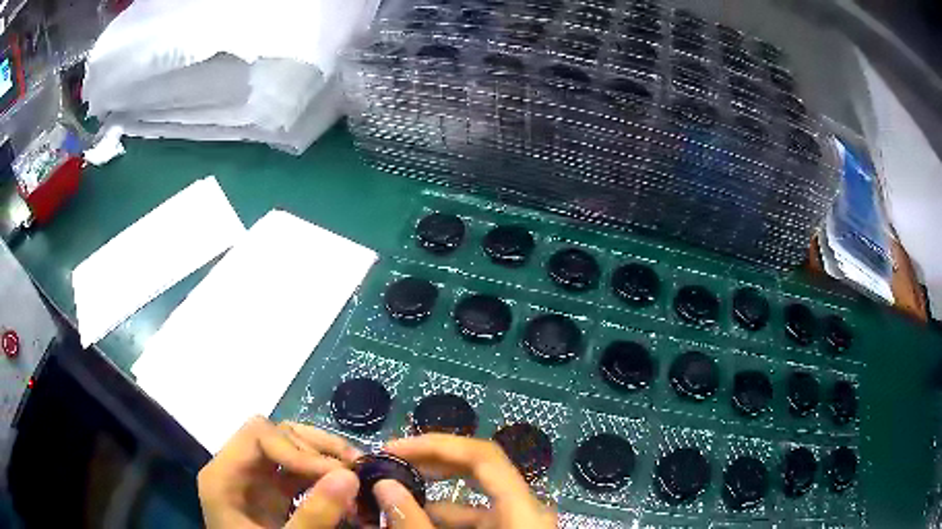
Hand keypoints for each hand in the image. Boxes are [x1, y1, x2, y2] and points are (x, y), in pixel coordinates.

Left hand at [197, 416, 361, 527]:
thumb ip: (312, 516)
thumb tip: (350, 476)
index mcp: (223, 476)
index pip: (258, 435)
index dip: (298, 448)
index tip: (336, 472)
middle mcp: (237, 468)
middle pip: (274, 435)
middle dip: (316, 449)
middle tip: (355, 466)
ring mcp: (255, 480)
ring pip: (288, 448)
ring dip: (323, 457)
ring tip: (355, 471)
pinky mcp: (272, 493)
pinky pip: (296, 471)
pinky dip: (322, 474)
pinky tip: (344, 487)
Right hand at [373, 434, 556, 528]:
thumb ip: (414, 521)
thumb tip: (384, 485)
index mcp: (523, 507)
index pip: (481, 455)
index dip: (435, 444)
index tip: (393, 448)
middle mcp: (526, 508)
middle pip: (477, 472)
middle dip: (429, 466)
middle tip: (389, 466)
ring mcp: (520, 522)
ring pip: (471, 502)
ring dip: (430, 499)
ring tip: (390, 499)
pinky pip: (476, 520)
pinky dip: (444, 519)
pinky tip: (414, 521)